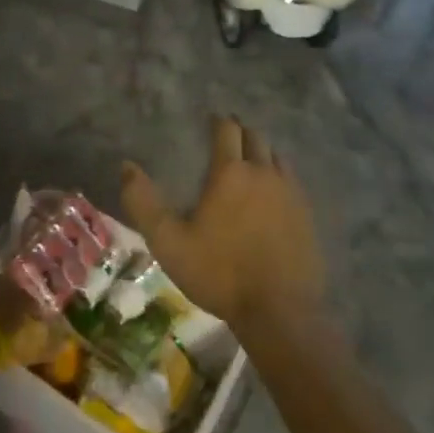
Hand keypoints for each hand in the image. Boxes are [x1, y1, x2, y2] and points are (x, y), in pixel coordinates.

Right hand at [121, 116, 325, 338]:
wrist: (280, 312)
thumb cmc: (219, 273)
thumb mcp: (169, 242)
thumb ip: (143, 203)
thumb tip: (126, 166)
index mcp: (231, 172)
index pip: (227, 130)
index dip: (218, 122)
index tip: (210, 120)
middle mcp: (264, 172)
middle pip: (255, 137)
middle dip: (241, 132)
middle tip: (227, 136)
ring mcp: (291, 193)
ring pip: (277, 156)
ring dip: (262, 151)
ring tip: (250, 159)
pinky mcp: (307, 214)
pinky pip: (292, 181)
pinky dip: (280, 175)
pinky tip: (273, 191)